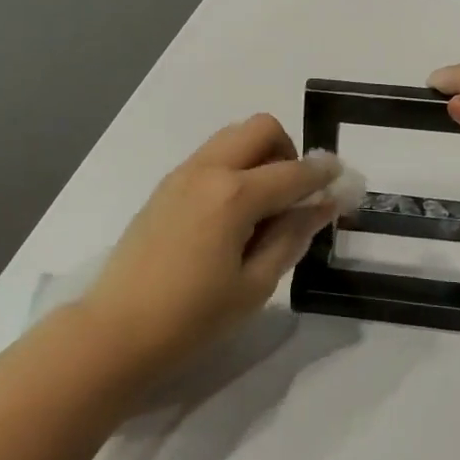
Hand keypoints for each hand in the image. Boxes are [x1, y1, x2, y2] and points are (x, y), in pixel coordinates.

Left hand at [80, 114, 339, 369]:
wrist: (116, 331)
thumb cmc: (192, 318)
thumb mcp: (255, 285)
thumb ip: (292, 236)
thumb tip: (324, 204)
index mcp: (234, 195)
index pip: (294, 172)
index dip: (324, 174)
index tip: (343, 178)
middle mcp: (208, 170)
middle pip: (260, 128)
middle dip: (288, 150)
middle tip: (293, 194)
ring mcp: (182, 174)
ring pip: (233, 137)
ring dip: (259, 155)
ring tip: (262, 206)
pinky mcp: (165, 186)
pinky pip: (211, 156)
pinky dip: (233, 167)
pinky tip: (232, 214)